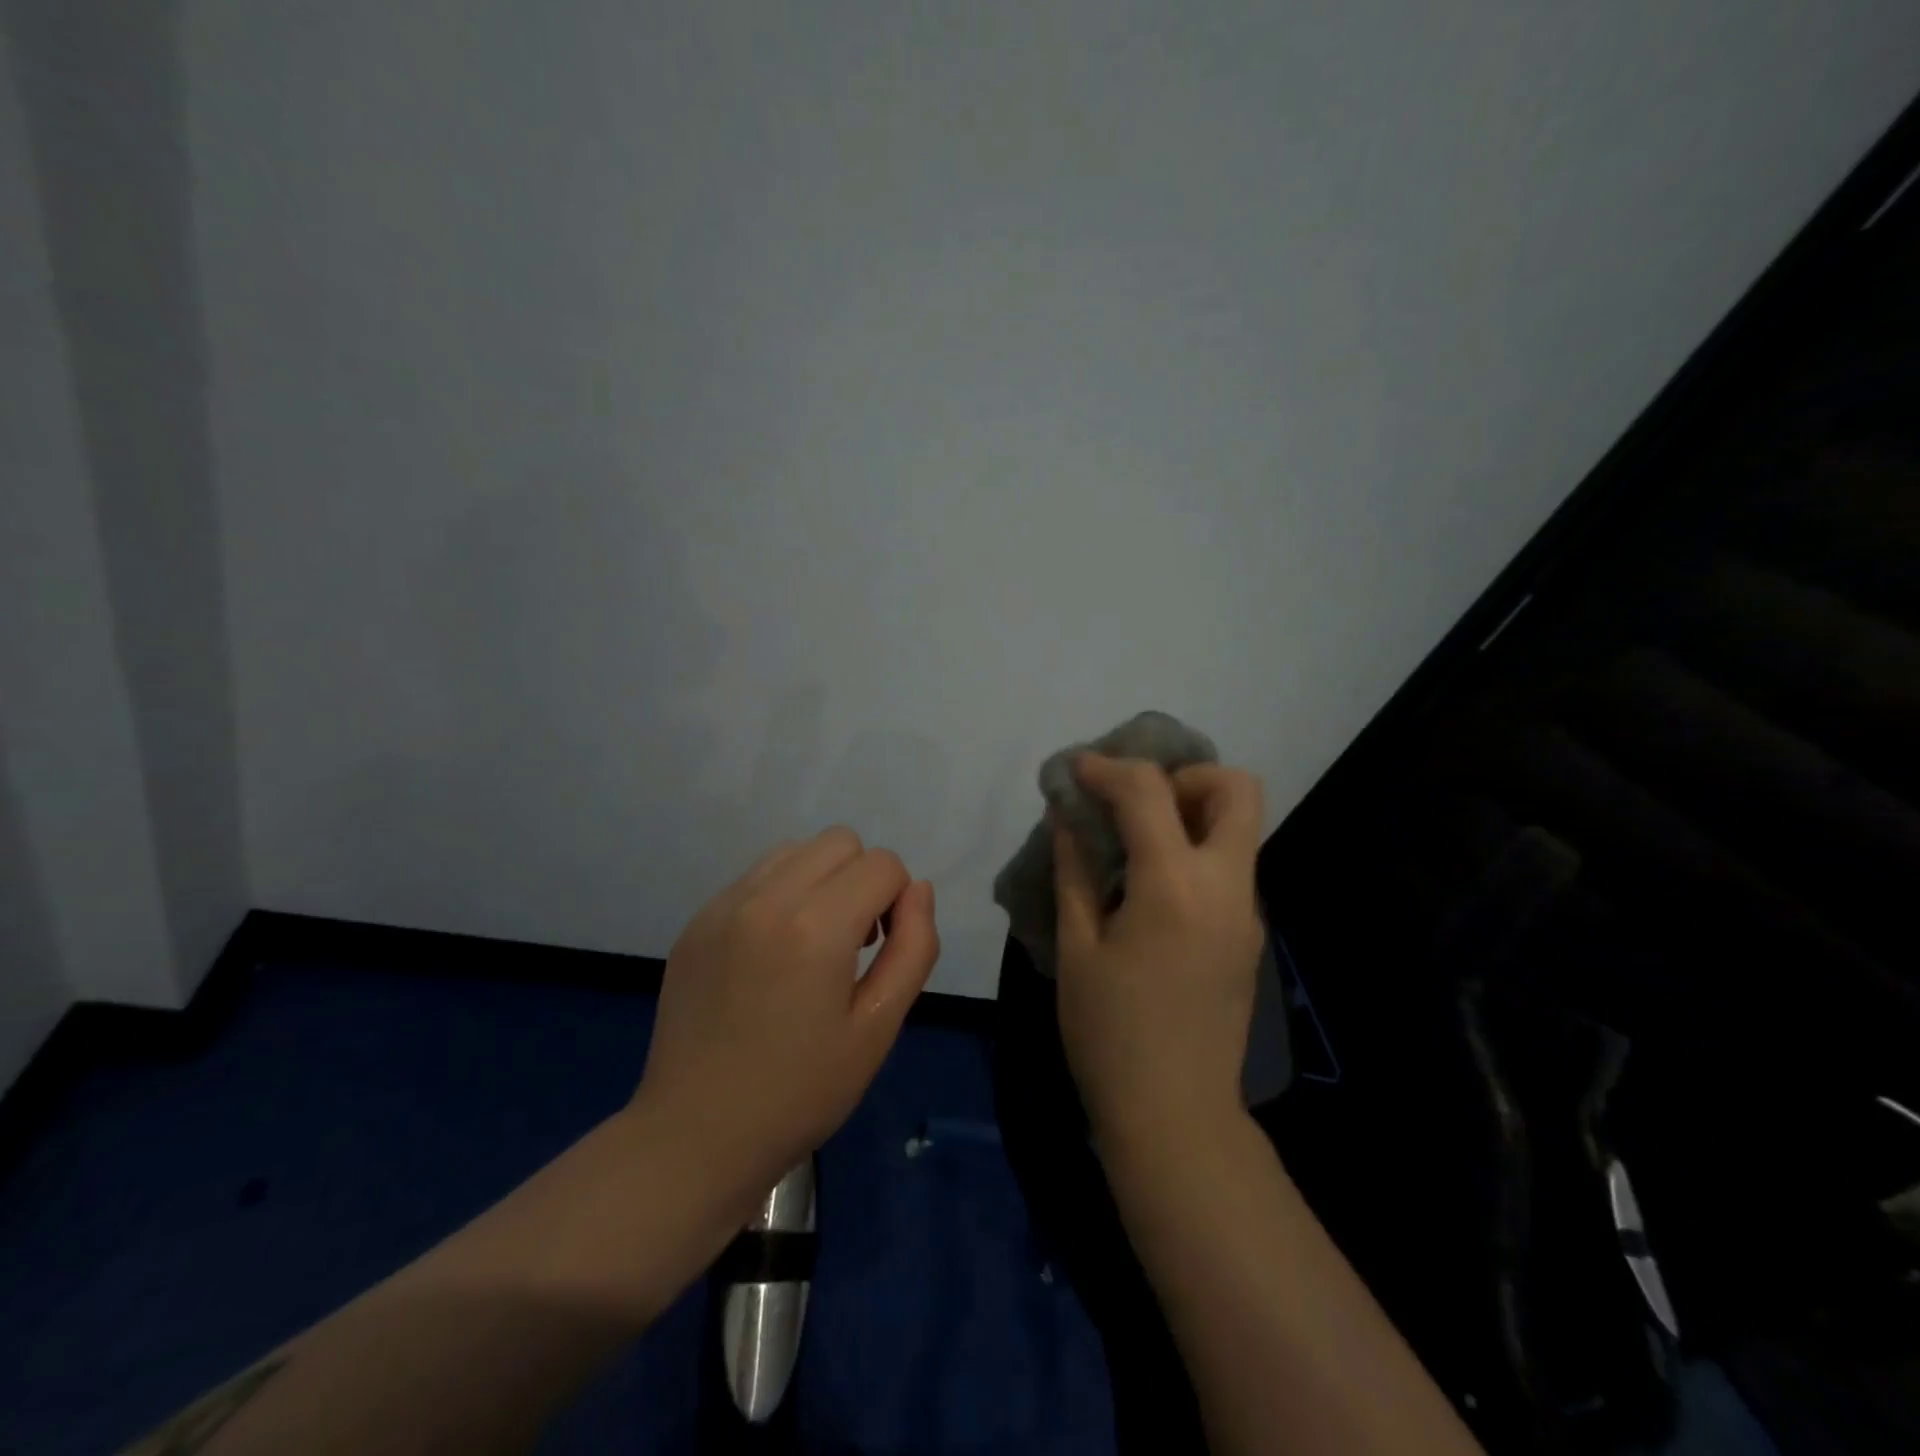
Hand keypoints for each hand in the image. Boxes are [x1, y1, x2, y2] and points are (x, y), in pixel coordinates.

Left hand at [635, 828, 939, 1205]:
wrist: (695, 1137)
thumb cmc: (801, 1092)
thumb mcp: (878, 1028)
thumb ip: (913, 948)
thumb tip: (918, 890)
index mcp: (815, 927)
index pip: (882, 864)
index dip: (897, 901)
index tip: (882, 950)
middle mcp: (765, 898)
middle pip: (839, 841)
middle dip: (862, 880)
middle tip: (853, 943)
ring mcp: (722, 906)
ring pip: (795, 851)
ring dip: (820, 880)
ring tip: (812, 943)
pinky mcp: (696, 922)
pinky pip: (755, 878)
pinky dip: (780, 895)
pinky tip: (772, 954)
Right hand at [1053, 755, 1265, 1150]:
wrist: (1175, 1115)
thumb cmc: (1110, 1033)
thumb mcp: (1076, 947)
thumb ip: (1074, 871)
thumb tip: (1067, 817)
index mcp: (1174, 885)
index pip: (1149, 790)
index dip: (1107, 768)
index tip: (1076, 771)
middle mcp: (1225, 885)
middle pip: (1235, 788)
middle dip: (1183, 775)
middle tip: (1135, 802)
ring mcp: (1246, 910)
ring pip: (1240, 825)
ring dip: (1191, 810)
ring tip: (1135, 837)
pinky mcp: (1248, 933)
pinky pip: (1229, 864)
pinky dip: (1194, 848)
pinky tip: (1150, 883)